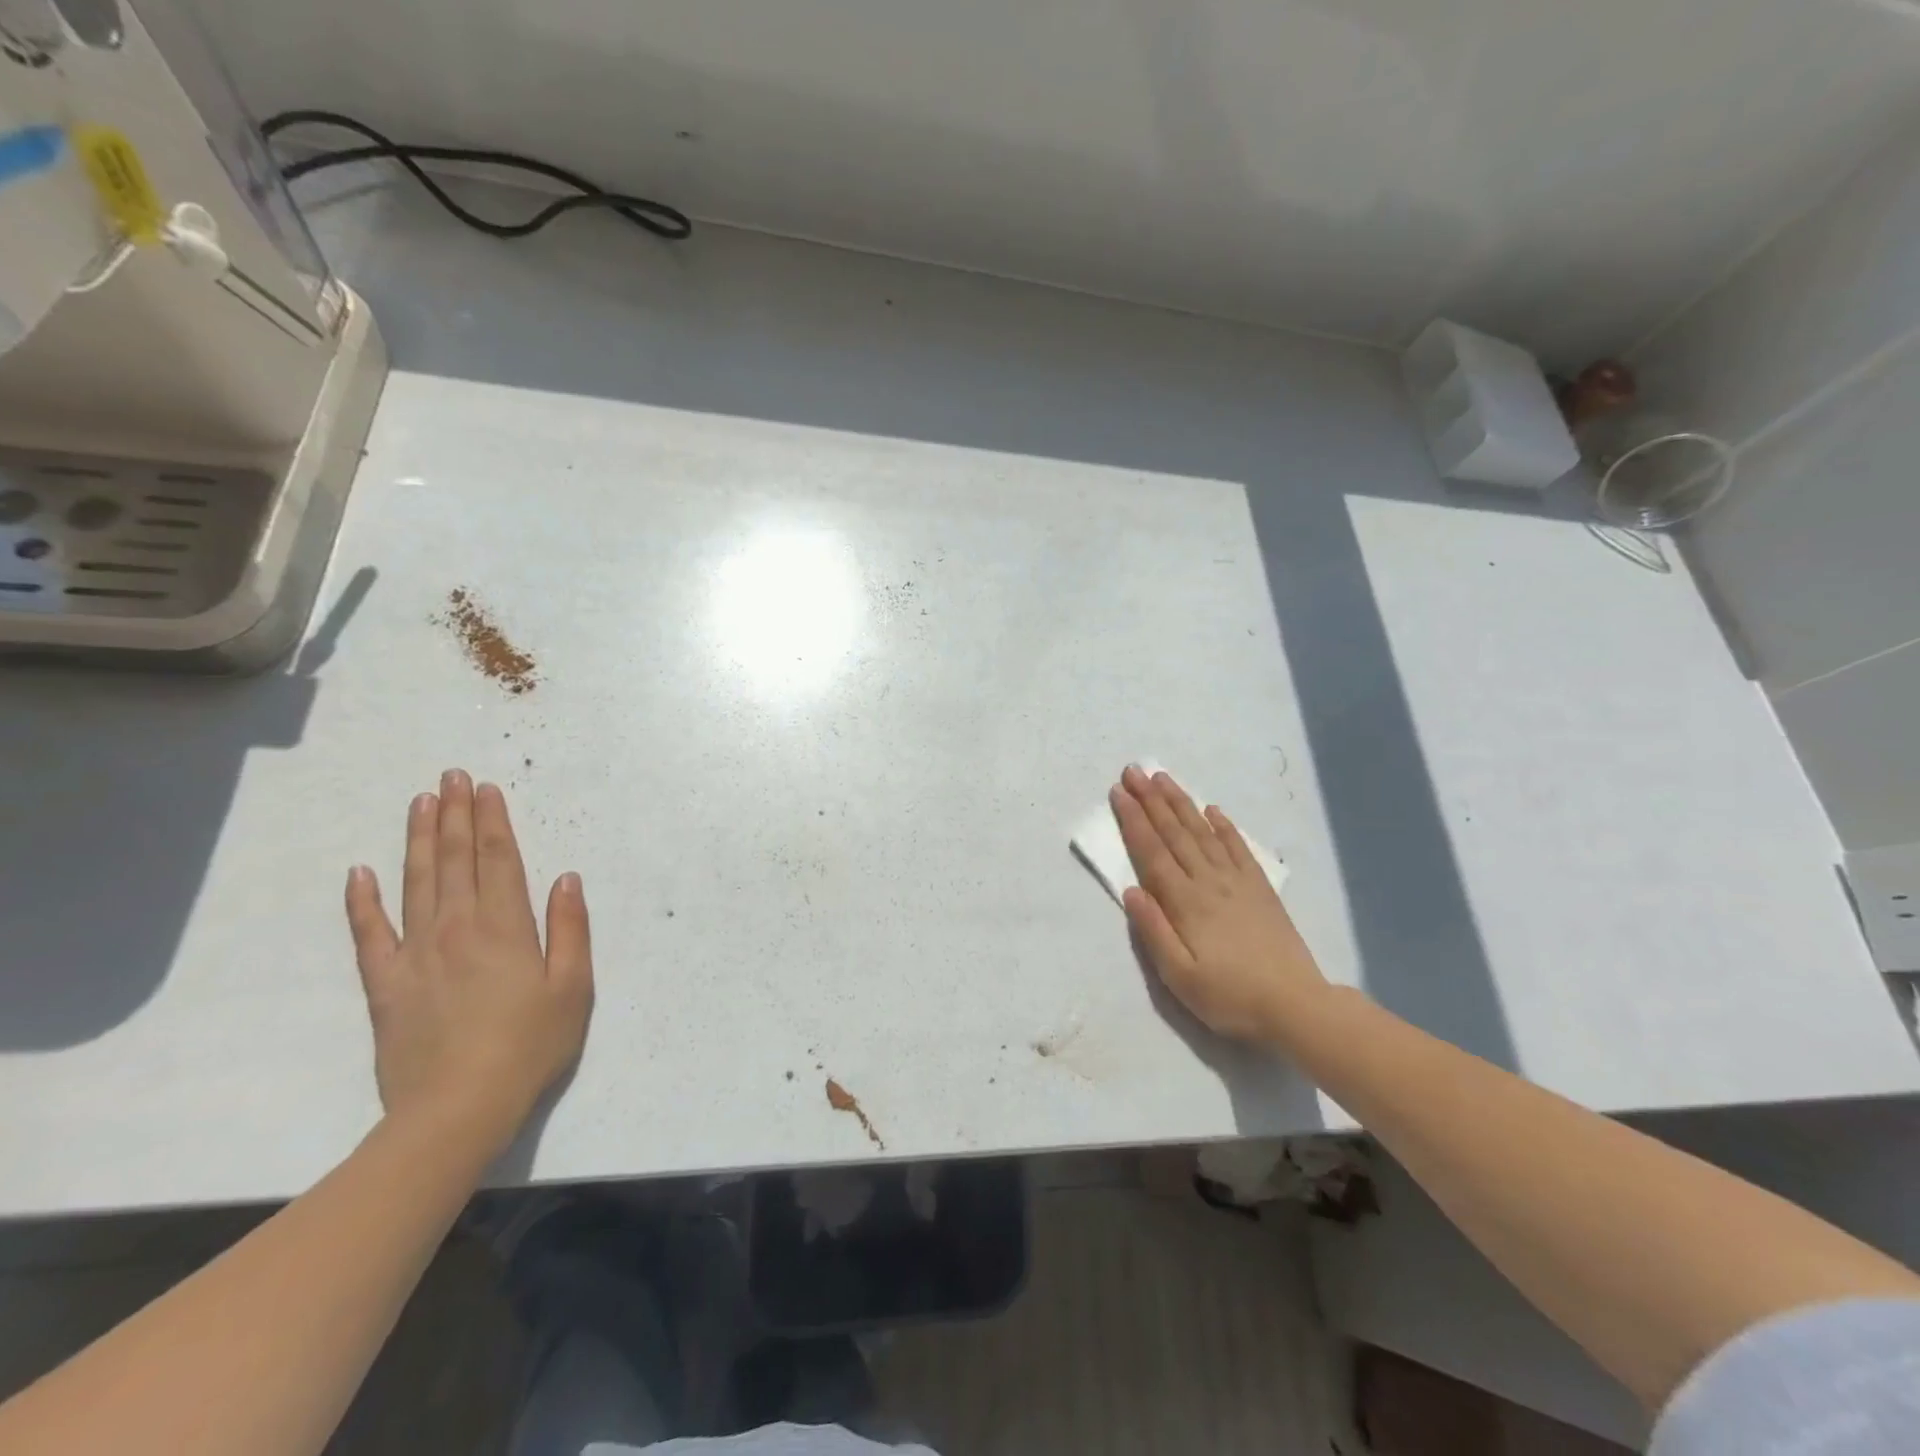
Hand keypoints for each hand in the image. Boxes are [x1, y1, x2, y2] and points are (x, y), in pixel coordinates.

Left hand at [344, 770, 592, 1152]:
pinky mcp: (385, 983)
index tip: (486, 788)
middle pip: (455, 861)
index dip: (493, 822)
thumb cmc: (530, 1046)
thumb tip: (566, 878)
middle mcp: (458, 928)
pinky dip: (363, 900)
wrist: (457, 1109)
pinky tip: (361, 872)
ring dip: (419, 840)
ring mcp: (416, 953)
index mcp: (507, 927)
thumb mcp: (573, 987)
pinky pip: (370, 933)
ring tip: (421, 803)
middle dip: (455, 815)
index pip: (498, 860)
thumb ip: (570, 928)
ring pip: (416, 883)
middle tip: (451, 777)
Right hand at [1111, 764, 1328, 1043]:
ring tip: (1163, 778)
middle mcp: (1208, 881)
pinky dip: (1224, 826)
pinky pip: (1239, 847)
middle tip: (1133, 770)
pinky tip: (1213, 810)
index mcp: (1184, 902)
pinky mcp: (1260, 888)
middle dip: (1150, 800)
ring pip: (1203, 832)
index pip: (1152, 852)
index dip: (1133, 820)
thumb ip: (1153, 931)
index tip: (1118, 792)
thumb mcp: (1179, 976)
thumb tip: (1131, 890)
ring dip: (1181, 803)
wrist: (1295, 1005)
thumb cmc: (1229, 996)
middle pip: (1174, 833)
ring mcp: (1237, 881)